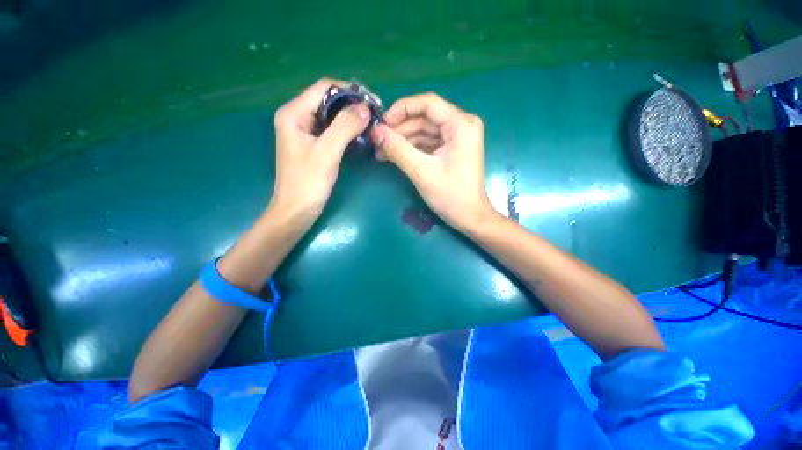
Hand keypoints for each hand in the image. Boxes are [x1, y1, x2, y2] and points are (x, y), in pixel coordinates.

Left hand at [270, 79, 370, 225]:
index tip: (371, 102)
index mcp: (293, 114)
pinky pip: (331, 131)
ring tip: (370, 125)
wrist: (296, 211)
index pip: (324, 88)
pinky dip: (345, 131)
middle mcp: (297, 118)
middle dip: (351, 106)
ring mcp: (304, 133)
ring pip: (330, 116)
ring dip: (350, 119)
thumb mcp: (327, 152)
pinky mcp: (312, 146)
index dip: (349, 92)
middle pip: (327, 101)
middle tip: (374, 116)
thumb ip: (345, 126)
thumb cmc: (308, 183)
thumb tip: (366, 107)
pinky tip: (359, 137)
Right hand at [371, 93, 494, 230]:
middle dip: (400, 130)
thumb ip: (398, 149)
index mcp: (461, 125)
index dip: (402, 109)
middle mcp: (461, 126)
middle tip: (377, 142)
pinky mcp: (451, 150)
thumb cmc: (450, 195)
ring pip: (424, 131)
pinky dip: (411, 149)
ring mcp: (456, 139)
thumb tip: (375, 132)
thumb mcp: (421, 171)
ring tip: (381, 152)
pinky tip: (394, 156)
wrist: (469, 217)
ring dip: (402, 141)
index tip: (382, 123)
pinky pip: (427, 143)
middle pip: (424, 118)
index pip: (428, 103)